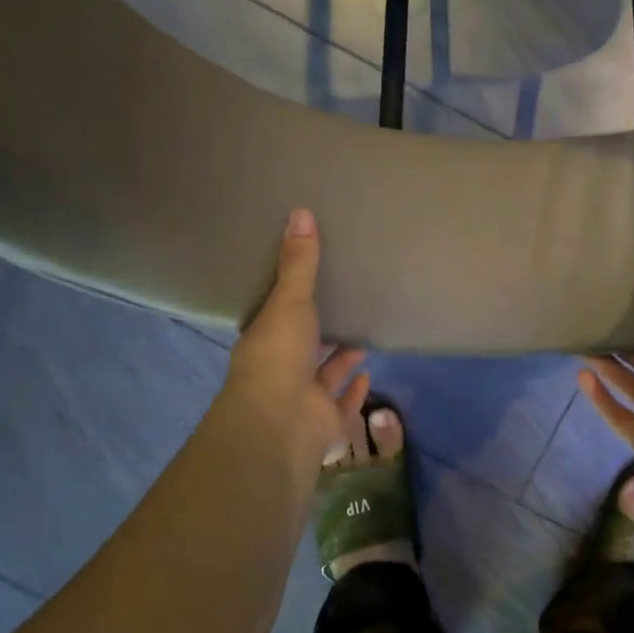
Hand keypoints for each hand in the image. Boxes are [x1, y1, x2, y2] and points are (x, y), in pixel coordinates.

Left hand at [219, 209, 369, 470]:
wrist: (282, 421)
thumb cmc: (278, 355)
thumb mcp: (290, 300)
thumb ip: (299, 262)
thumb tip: (300, 211)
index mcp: (265, 341)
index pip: (275, 318)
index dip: (288, 303)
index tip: (305, 286)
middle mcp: (281, 371)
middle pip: (302, 347)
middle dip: (320, 332)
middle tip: (342, 308)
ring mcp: (303, 398)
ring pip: (323, 375)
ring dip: (339, 359)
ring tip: (361, 336)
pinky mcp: (325, 420)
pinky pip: (342, 403)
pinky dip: (354, 390)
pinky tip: (368, 373)